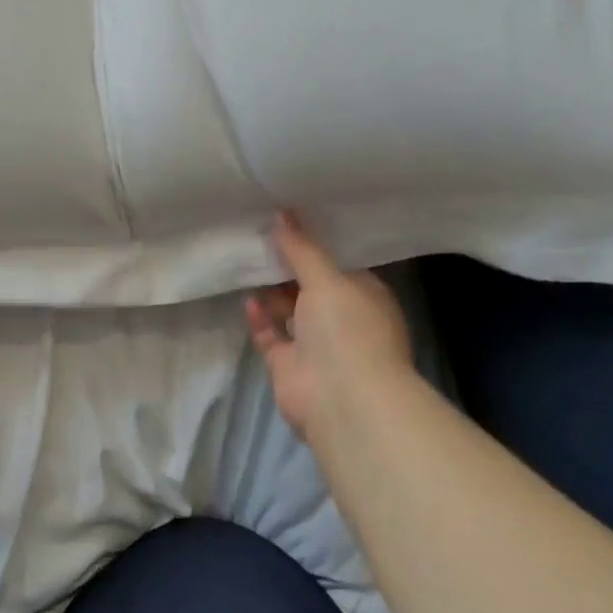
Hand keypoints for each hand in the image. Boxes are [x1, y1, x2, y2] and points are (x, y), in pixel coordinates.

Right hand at [245, 212, 414, 447]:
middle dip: (288, 268)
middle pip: (311, 287)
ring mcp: (315, 344)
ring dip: (271, 292)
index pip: (339, 266)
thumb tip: (282, 213)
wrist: (342, 399)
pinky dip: (260, 318)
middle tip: (259, 238)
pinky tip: (248, 300)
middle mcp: (342, 319)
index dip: (315, 246)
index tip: (289, 223)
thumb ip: (302, 248)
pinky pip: (271, 335)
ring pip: (289, 311)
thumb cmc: (347, 329)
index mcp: (364, 297)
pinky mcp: (289, 364)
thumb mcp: (327, 279)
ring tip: (247, 263)